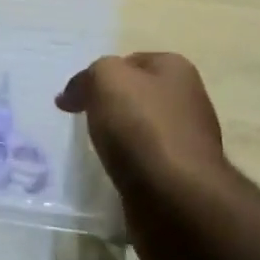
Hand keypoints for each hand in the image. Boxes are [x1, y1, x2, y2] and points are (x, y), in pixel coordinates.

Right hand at [59, 53, 228, 259]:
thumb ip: (88, 76)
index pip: (130, 61)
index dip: (101, 75)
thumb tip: (72, 95)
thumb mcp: (106, 79)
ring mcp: (187, 142)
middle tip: (81, 122)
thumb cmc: (143, 126)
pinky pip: (145, 166)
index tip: (77, 97)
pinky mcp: (181, 180)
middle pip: (137, 97)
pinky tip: (113, 176)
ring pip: (140, 133)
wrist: (176, 199)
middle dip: (110, 108)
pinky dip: (128, 169)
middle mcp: (188, 101)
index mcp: (176, 69)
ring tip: (93, 152)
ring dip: (118, 141)